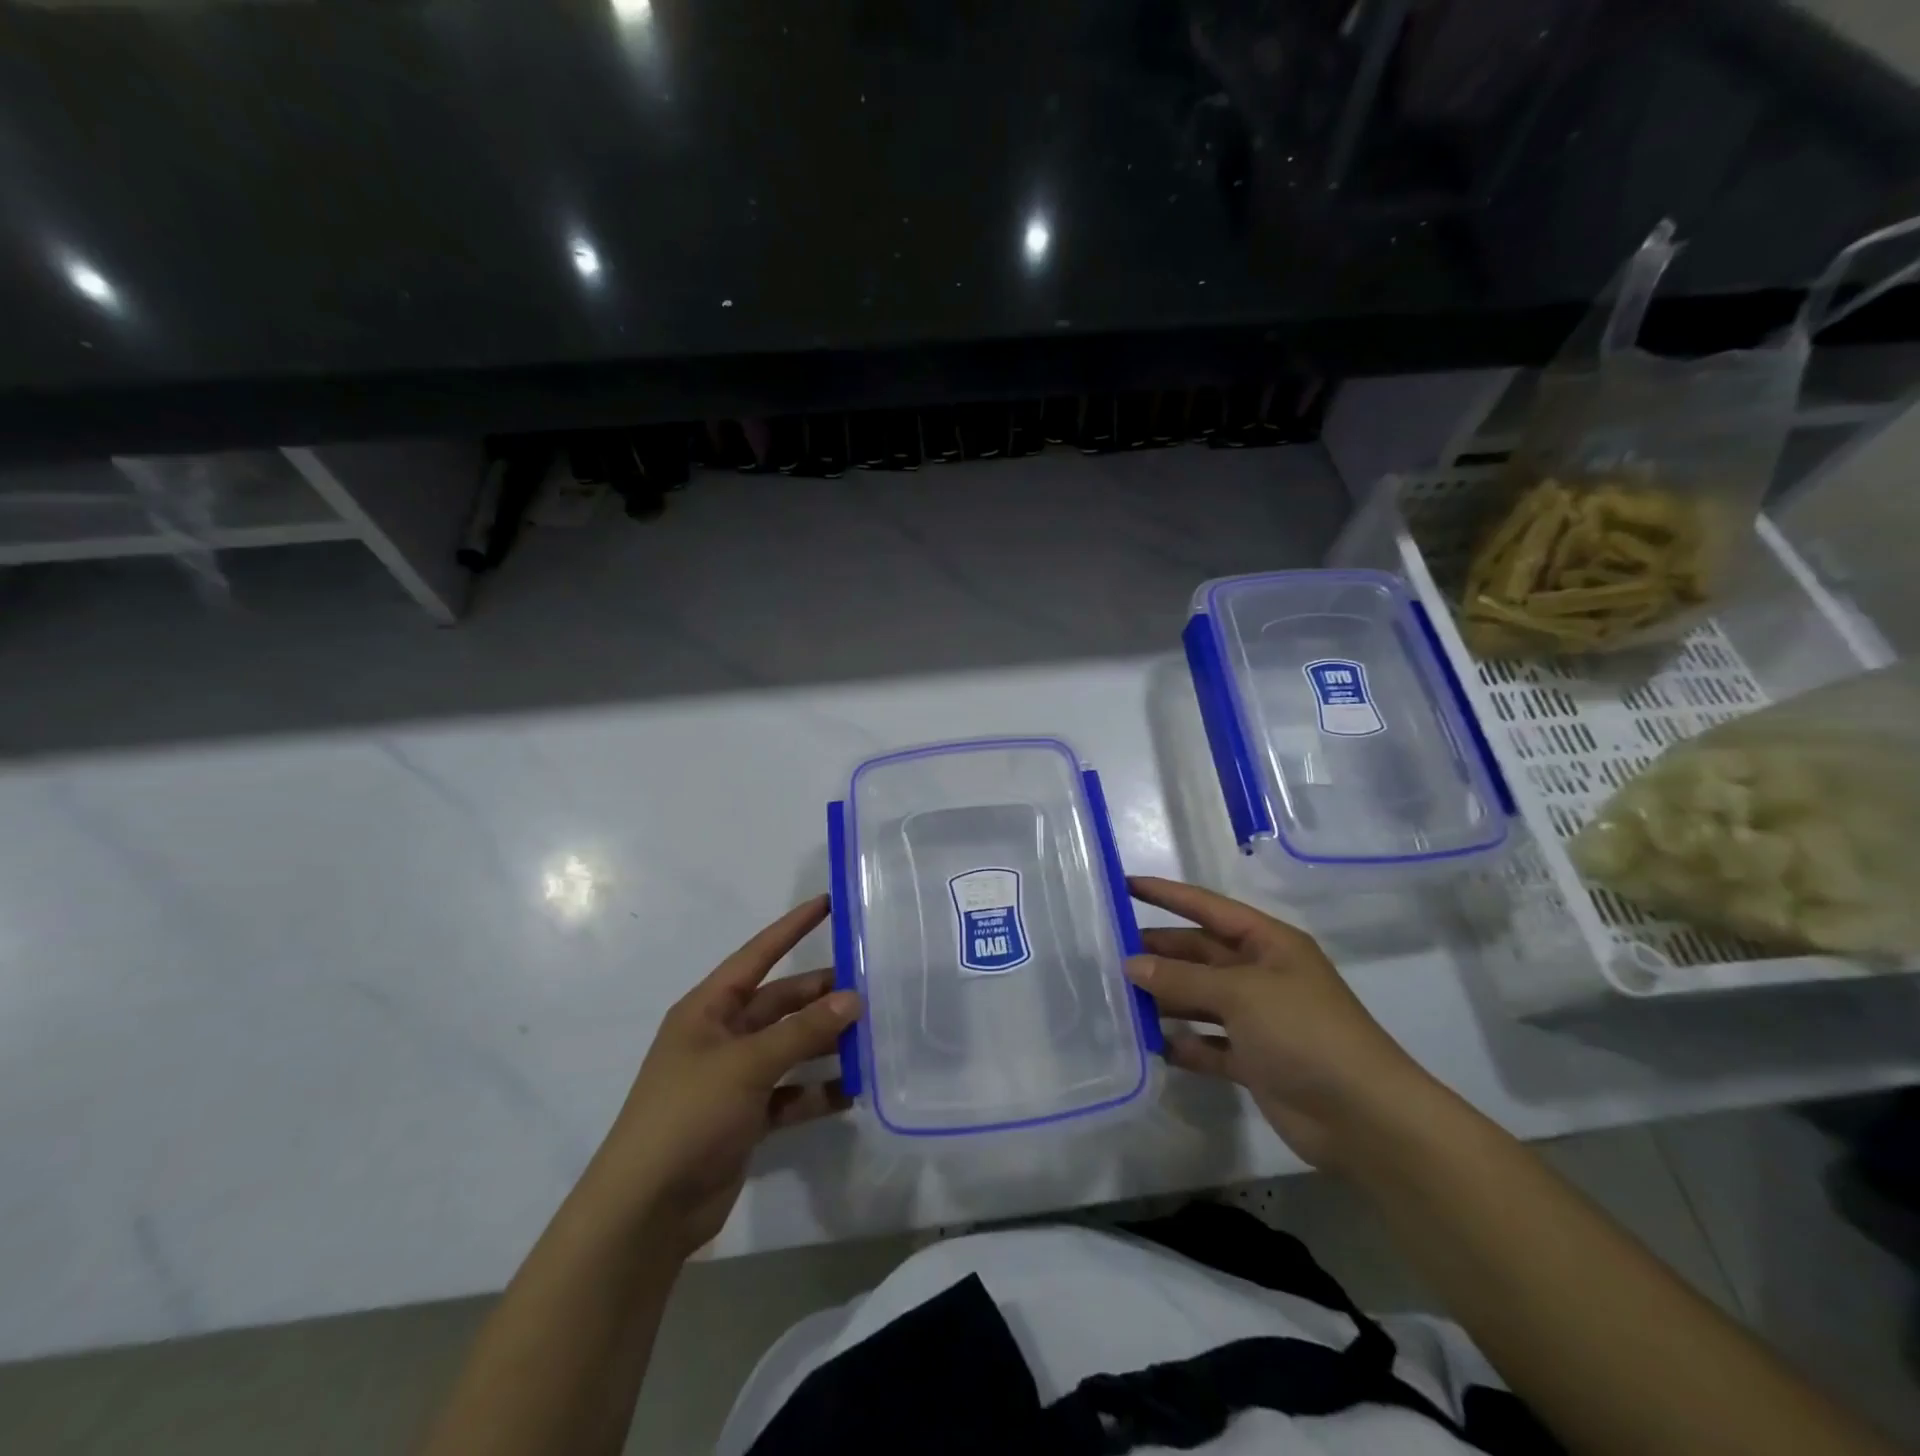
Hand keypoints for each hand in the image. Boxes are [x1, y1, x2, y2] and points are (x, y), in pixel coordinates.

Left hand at [586, 896, 860, 1255]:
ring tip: (872, 1038)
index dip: (792, 928)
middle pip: (780, 1004)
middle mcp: (722, 1036)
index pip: (757, 955)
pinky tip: (853, 1091)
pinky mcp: (746, 1118)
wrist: (647, 1211)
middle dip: (821, 996)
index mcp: (708, 1010)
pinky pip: (791, 1093)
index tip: (829, 903)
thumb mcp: (747, 1064)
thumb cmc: (688, 1116)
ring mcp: (734, 1079)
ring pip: (790, 1048)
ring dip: (825, 1045)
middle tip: (871, 987)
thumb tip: (854, 998)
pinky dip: (817, 1092)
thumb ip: (802, 1031)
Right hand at [1125, 876, 1438, 1171]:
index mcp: (1268, 943)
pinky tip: (1152, 1044)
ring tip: (1119, 996)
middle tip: (1109, 951)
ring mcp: (1258, 1019)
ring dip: (1165, 997)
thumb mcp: (1241, 993)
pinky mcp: (1254, 1060)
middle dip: (1160, 951)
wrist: (1364, 1117)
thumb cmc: (1304, 1032)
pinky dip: (1183, 1043)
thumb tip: (1132, 964)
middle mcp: (1261, 974)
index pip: (1208, 908)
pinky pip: (1208, 1044)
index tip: (1125, 885)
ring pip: (1200, 998)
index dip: (1167, 895)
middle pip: (1200, 953)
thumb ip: (1183, 977)